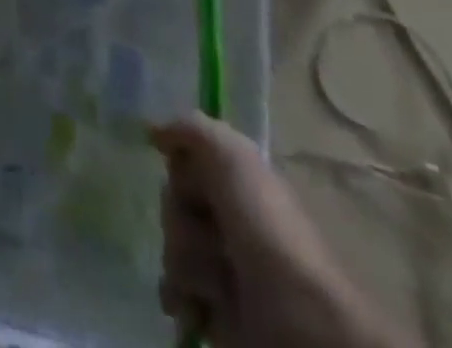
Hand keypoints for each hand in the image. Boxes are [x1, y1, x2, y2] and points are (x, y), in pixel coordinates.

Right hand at [153, 114, 408, 347]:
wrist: (298, 322)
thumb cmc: (267, 229)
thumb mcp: (232, 156)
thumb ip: (192, 129)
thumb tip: (154, 132)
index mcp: (235, 182)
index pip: (182, 162)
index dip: (182, 173)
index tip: (192, 183)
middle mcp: (226, 218)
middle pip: (171, 203)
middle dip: (182, 221)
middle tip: (212, 238)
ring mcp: (219, 265)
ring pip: (171, 247)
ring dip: (187, 263)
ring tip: (217, 283)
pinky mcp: (212, 308)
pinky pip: (173, 289)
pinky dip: (181, 297)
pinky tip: (197, 306)